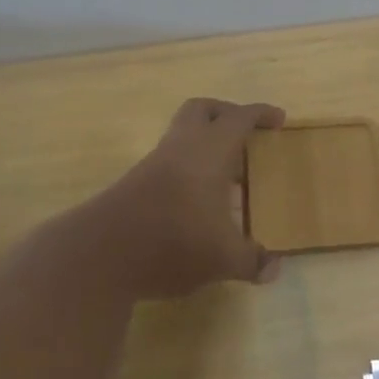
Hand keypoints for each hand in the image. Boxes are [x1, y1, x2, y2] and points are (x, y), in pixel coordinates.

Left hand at [91, 97, 285, 298]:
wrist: (99, 255)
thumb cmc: (173, 242)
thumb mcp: (223, 258)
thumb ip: (252, 260)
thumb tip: (275, 268)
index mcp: (209, 151)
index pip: (239, 118)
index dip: (261, 114)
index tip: (278, 119)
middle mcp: (181, 147)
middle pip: (202, 110)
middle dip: (226, 113)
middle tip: (246, 132)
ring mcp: (154, 164)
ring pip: (181, 134)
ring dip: (204, 143)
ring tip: (227, 173)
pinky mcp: (135, 184)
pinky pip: (169, 160)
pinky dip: (188, 167)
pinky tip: (199, 198)